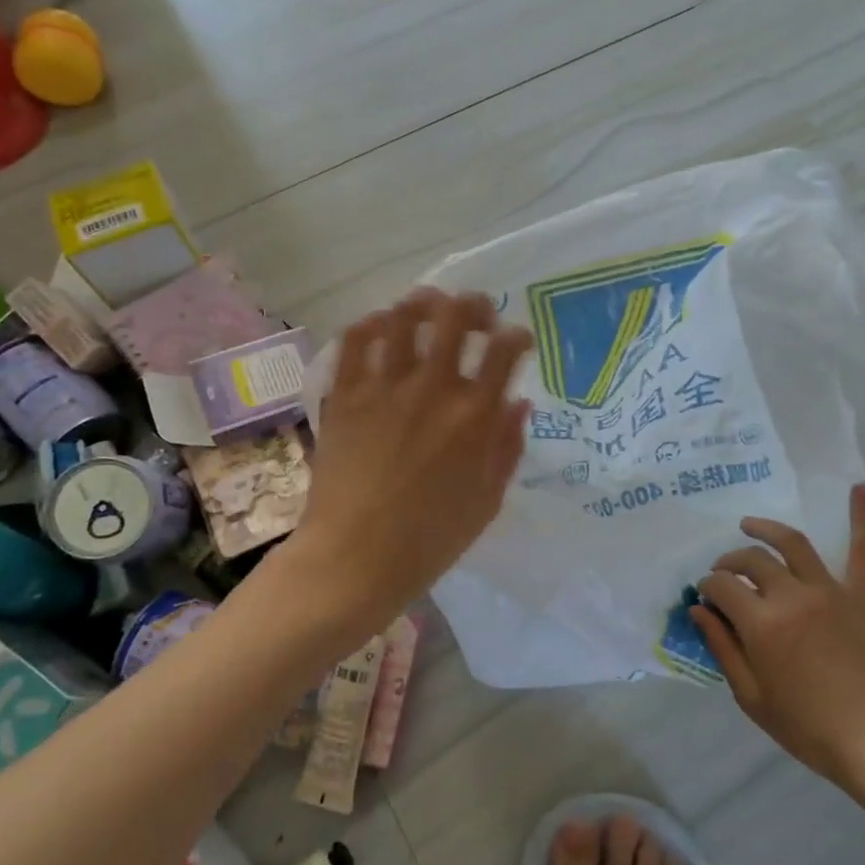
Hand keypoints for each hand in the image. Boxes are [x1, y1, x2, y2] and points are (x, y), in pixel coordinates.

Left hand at [296, 288, 532, 622]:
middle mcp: (432, 390)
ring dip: (423, 304)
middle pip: (456, 317)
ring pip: (404, 318)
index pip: (505, 350)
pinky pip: (355, 341)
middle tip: (478, 314)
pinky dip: (371, 324)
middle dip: (474, 305)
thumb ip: (507, 446)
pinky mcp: (345, 396)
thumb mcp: (488, 500)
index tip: (518, 343)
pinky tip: (382, 327)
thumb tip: (518, 402)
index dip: (517, 336)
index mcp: (474, 417)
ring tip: (430, 309)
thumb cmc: (430, 539)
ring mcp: (384, 388)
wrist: (355, 559)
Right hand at [693, 485, 864, 808]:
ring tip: (749, 524)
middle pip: (751, 561)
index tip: (704, 598)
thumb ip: (722, 648)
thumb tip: (698, 611)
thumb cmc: (808, 727)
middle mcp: (792, 595)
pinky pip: (863, 551)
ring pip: (792, 544)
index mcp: (762, 623)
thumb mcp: (751, 696)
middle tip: (723, 575)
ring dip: (766, 529)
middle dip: (729, 563)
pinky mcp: (862, 596)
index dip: (707, 588)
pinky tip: (860, 487)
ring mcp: (830, 590)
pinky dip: (862, 517)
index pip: (722, 587)